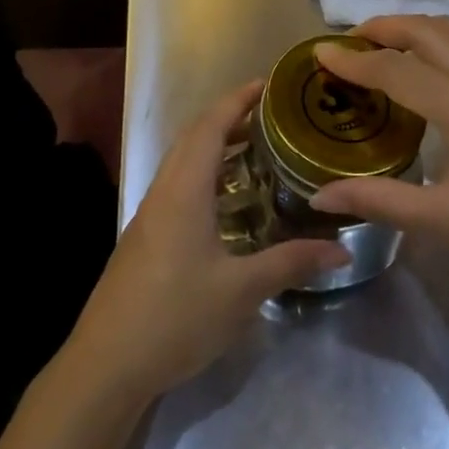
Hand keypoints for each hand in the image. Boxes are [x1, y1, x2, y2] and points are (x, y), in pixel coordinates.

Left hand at [64, 80, 349, 402]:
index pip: (210, 126)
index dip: (238, 100)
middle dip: (229, 118)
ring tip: (256, 150)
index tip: (268, 84)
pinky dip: (204, 174)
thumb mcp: (240, 291)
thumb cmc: (175, 317)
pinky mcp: (145, 237)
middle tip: (271, 117)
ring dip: (214, 146)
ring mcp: (149, 214)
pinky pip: (177, 185)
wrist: (106, 364)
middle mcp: (163, 191)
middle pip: (194, 137)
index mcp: (183, 190)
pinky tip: (226, 202)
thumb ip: (290, 263)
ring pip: (183, 162)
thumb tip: (342, 249)